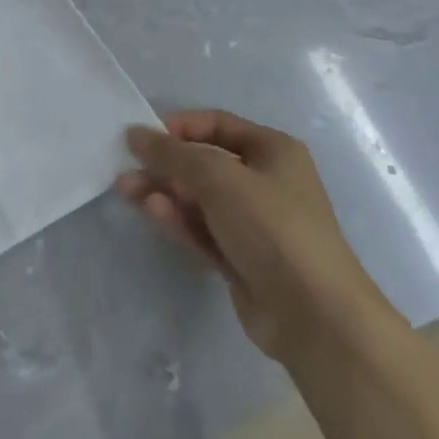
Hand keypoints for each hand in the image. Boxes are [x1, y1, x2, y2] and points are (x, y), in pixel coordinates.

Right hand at [119, 110, 376, 361]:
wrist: (313, 314)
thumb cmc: (271, 227)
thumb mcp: (219, 178)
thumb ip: (173, 154)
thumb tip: (136, 134)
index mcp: (273, 150)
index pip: (218, 124)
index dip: (180, 126)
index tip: (144, 135)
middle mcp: (265, 181)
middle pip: (204, 163)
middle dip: (165, 164)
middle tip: (126, 168)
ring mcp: (253, 223)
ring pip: (199, 198)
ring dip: (165, 192)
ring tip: (126, 191)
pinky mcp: (241, 257)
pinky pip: (203, 229)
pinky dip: (179, 219)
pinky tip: (153, 212)